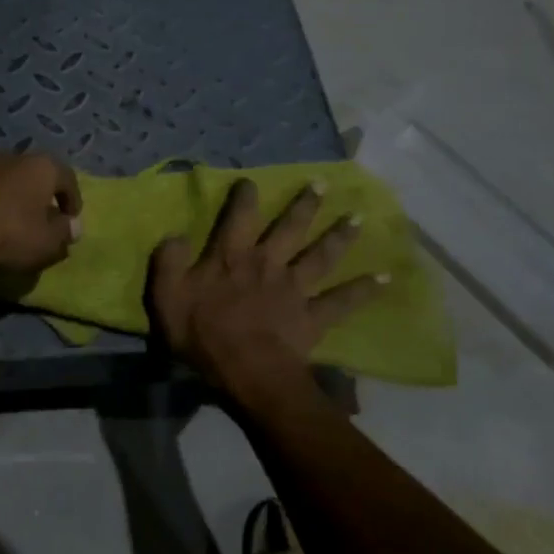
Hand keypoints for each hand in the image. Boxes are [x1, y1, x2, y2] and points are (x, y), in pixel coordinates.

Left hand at [0, 151, 82, 277]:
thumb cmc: (10, 233)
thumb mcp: (47, 241)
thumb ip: (64, 232)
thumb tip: (73, 227)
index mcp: (41, 166)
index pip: (67, 178)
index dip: (72, 199)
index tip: (71, 219)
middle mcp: (11, 156)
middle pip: (33, 174)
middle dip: (38, 195)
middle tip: (40, 218)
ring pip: (3, 180)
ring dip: (9, 198)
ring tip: (8, 223)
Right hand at [149, 178, 383, 399]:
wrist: (246, 371)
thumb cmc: (203, 334)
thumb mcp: (167, 297)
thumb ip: (168, 262)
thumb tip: (175, 234)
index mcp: (231, 258)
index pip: (238, 218)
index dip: (244, 198)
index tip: (251, 181)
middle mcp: (267, 264)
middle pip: (289, 228)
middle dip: (304, 204)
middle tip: (322, 183)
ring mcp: (294, 288)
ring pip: (320, 256)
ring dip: (340, 236)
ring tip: (358, 217)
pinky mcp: (313, 316)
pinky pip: (342, 301)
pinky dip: (364, 290)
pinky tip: (385, 279)